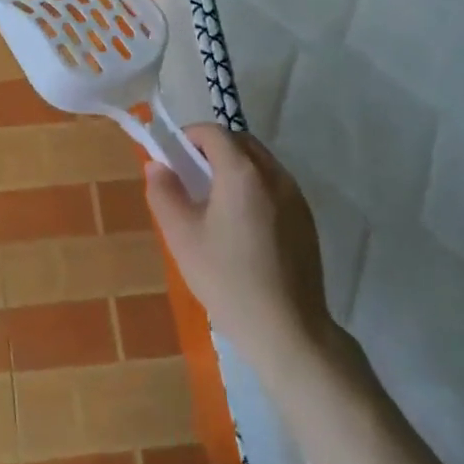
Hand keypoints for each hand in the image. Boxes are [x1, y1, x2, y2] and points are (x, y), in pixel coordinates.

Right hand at [144, 124, 341, 369]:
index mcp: (242, 172)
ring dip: (235, 167)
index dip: (188, 137)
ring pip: (261, 163)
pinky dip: (254, 187)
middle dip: (212, 149)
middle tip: (190, 177)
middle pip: (241, 142)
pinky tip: (242, 225)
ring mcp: (296, 197)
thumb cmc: (228, 279)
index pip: (213, 132)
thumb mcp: (182, 236)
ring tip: (214, 202)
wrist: (288, 331)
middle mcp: (274, 175)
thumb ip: (164, 193)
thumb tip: (157, 166)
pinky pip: (275, 186)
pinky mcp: (306, 221)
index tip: (172, 161)